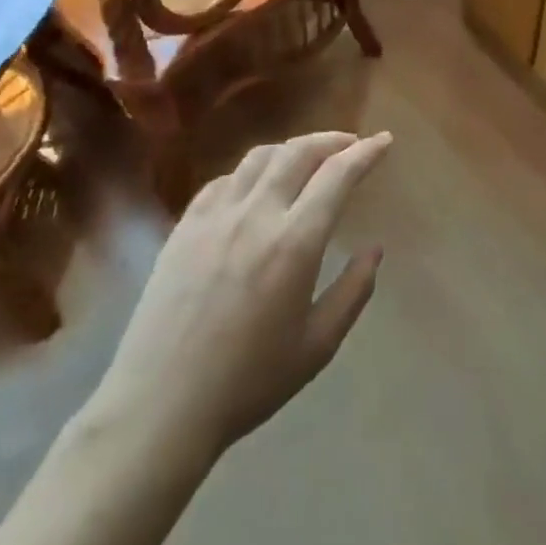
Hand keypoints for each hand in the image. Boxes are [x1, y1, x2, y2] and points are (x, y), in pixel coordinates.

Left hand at [89, 131, 390, 461]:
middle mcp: (256, 215)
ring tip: (308, 159)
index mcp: (295, 243)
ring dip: (292, 149)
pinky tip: (257, 188)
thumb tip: (375, 250)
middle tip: (351, 145)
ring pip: (259, 157)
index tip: (384, 140)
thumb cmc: (249, 381)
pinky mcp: (184, 227)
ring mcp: (214, 217)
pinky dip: (251, 172)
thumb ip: (353, 291)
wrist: (160, 405)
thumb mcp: (318, 345)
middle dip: (331, 140)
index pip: (337, 176)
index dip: (366, 152)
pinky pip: (224, 180)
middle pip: (298, 152)